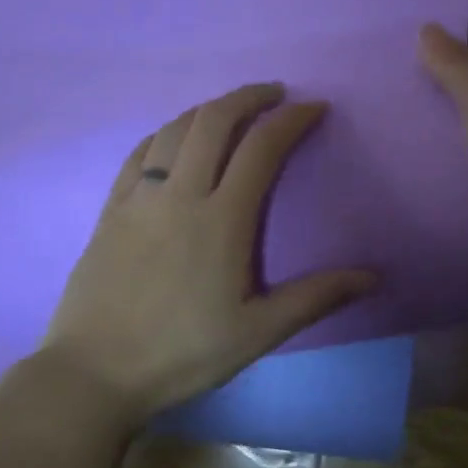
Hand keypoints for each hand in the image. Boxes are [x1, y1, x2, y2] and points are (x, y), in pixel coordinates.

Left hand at [42, 83, 377, 422]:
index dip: (291, 119)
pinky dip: (164, 132)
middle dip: (249, 97)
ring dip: (208, 108)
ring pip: (174, 129)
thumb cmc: (182, 353)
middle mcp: (180, 194)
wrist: (94, 373)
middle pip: (214, 121)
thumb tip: (372, 277)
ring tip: (231, 110)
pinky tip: (174, 137)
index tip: (314, 107)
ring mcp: (139, 198)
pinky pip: (138, 153)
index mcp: (222, 219)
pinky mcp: (110, 209)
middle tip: (275, 93)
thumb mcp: (258, 332)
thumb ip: (315, 298)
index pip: (261, 148)